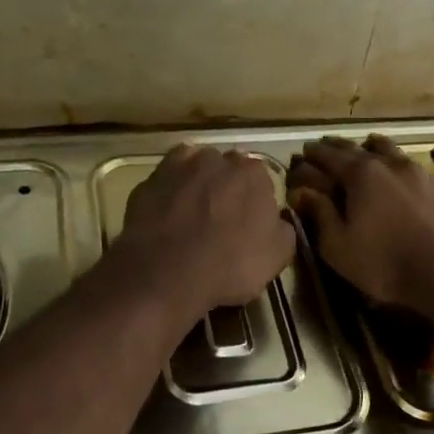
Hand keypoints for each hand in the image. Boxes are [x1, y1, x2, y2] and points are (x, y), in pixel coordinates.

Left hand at [113, 145, 295, 320]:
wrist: (166, 273)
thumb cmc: (230, 265)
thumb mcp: (277, 257)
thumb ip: (283, 229)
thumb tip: (277, 220)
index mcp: (254, 173)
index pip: (261, 180)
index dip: (256, 202)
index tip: (250, 224)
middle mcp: (218, 159)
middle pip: (228, 170)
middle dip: (227, 189)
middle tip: (222, 221)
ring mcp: (180, 166)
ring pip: (195, 169)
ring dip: (198, 185)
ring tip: (192, 217)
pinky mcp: (150, 180)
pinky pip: (167, 180)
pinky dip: (170, 191)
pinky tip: (169, 213)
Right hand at [286, 135, 433, 312]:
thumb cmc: (386, 262)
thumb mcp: (339, 246)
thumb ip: (320, 214)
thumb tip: (302, 191)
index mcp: (361, 174)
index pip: (329, 156)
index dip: (314, 154)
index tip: (304, 151)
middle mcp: (390, 164)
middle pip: (358, 147)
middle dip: (339, 147)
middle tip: (326, 147)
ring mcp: (420, 172)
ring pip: (391, 150)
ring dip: (373, 148)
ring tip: (366, 149)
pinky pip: (414, 167)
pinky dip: (399, 166)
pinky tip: (401, 176)